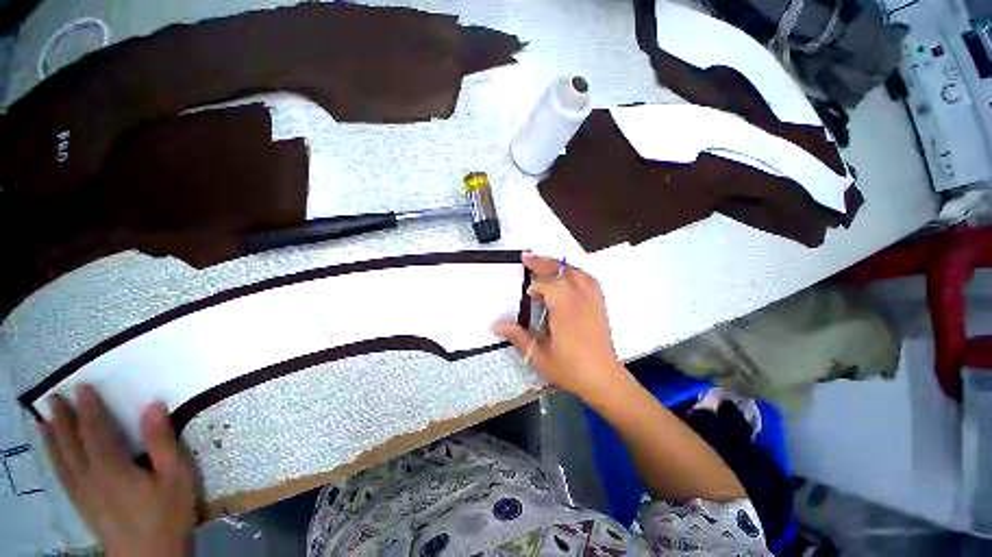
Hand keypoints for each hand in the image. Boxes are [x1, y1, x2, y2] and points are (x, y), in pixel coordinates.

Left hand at [41, 384, 197, 556]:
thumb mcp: (176, 476)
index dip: (88, 409)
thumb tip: (153, 406)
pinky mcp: (83, 506)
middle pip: (71, 445)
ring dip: (52, 439)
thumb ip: (162, 442)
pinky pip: (63, 477)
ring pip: (62, 461)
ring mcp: (83, 494)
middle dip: (62, 420)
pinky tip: (54, 457)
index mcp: (112, 468)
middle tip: (53, 398)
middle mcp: (90, 477)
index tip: (82, 387)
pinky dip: (55, 461)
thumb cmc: (168, 513)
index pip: (96, 431)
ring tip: (43, 421)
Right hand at [494, 252, 631, 402]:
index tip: (527, 294)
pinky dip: (574, 272)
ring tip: (544, 263)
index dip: (535, 285)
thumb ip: (517, 336)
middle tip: (527, 257)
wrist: (603, 379)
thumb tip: (496, 324)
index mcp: (566, 309)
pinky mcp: (600, 303)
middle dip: (543, 262)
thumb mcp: (539, 356)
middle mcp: (581, 299)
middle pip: (562, 270)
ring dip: (559, 265)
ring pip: (576, 271)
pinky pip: (587, 278)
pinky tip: (567, 277)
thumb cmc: (571, 369)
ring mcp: (593, 299)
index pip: (549, 284)